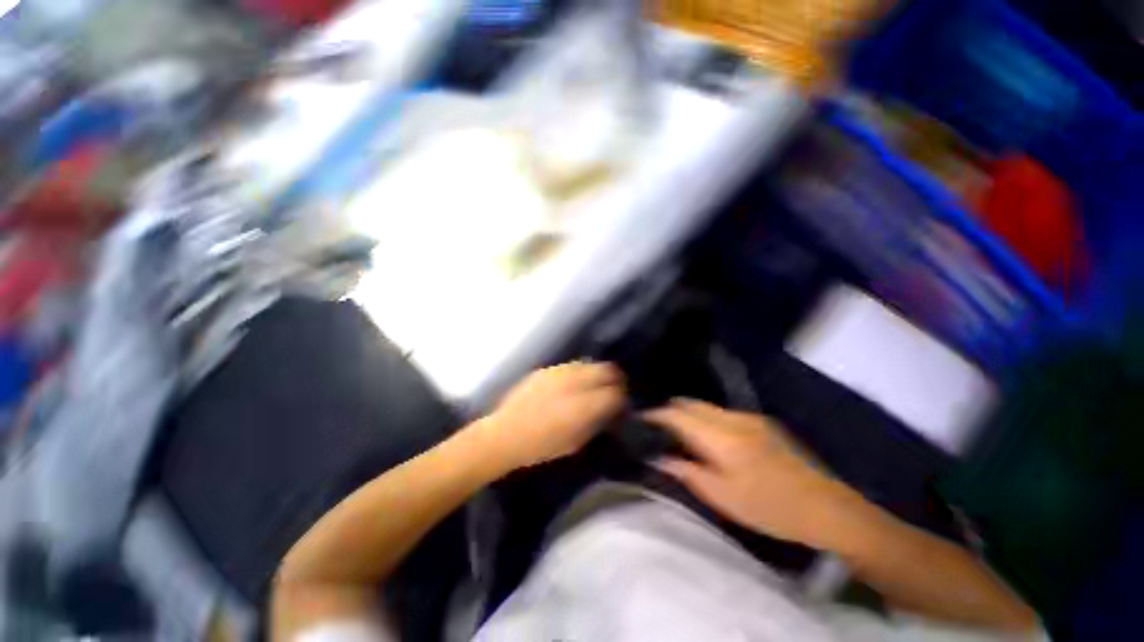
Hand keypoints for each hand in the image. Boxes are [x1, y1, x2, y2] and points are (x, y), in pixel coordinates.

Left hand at [480, 362, 625, 469]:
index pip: (616, 393)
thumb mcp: (576, 442)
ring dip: (597, 374)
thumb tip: (610, 411)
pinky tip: (573, 385)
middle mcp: (575, 382)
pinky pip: (572, 366)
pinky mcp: (547, 369)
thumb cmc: (541, 446)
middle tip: (613, 391)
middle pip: (608, 370)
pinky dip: (580, 373)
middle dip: (615, 380)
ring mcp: (560, 372)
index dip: (623, 399)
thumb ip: (597, 422)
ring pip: (590, 364)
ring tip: (593, 386)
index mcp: (585, 405)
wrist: (505, 434)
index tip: (621, 406)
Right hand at [647, 399, 859, 549]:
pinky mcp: (762, 422)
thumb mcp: (723, 497)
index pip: (678, 414)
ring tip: (682, 435)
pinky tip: (711, 439)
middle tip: (659, 429)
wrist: (828, 508)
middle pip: (690, 403)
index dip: (656, 415)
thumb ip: (686, 472)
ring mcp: (750, 417)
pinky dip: (708, 419)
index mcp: (722, 437)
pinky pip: (723, 413)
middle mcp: (733, 418)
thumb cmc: (770, 508)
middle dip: (670, 411)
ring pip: (706, 406)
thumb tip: (658, 458)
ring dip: (690, 415)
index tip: (642, 421)